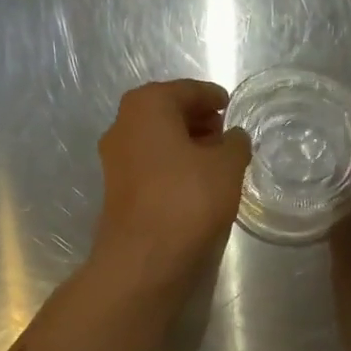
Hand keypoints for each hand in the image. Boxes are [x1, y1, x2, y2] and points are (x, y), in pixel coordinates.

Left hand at [92, 79, 249, 288]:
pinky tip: (196, 185)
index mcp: (147, 106)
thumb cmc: (188, 200)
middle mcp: (123, 125)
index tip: (230, 106)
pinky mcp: (117, 191)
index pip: (187, 90)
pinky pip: (151, 166)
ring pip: (157, 142)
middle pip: (167, 113)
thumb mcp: (226, 167)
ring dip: (185, 146)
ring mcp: (115, 160)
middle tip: (226, 135)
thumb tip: (234, 137)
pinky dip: (173, 167)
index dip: (212, 97)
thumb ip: (235, 144)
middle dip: (197, 121)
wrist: (144, 260)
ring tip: (216, 162)